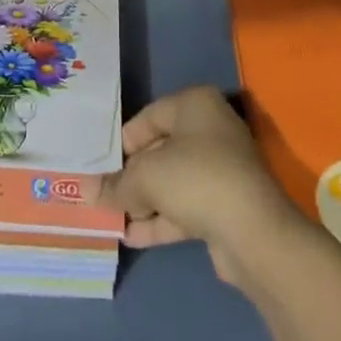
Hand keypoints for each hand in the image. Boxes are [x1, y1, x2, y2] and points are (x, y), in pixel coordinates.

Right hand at [97, 86, 299, 281]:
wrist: (252, 233)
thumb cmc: (195, 179)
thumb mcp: (146, 176)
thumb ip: (116, 183)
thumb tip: (88, 191)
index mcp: (195, 105)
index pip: (149, 116)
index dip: (122, 141)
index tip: (100, 165)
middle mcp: (211, 130)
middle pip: (160, 149)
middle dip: (131, 175)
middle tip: (102, 192)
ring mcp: (221, 169)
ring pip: (172, 181)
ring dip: (143, 200)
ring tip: (110, 217)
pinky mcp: (224, 205)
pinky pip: (184, 206)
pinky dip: (160, 219)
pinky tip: (130, 235)